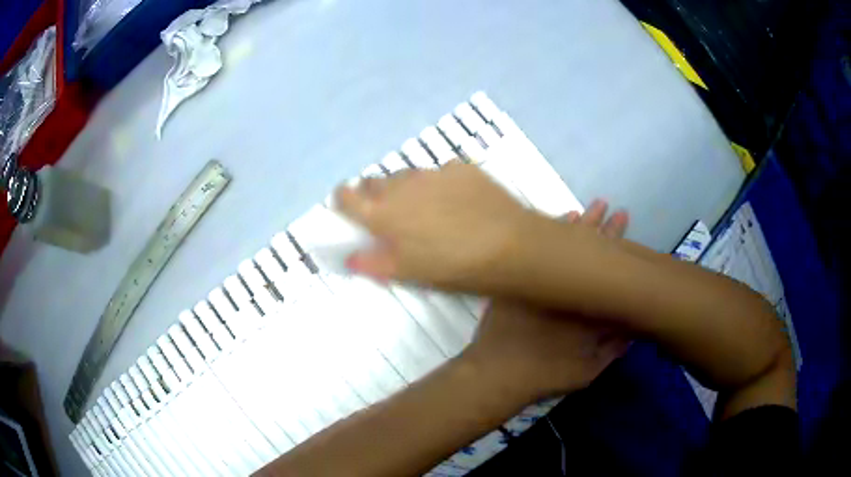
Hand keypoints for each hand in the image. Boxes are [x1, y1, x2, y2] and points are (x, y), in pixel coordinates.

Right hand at [335, 162, 530, 287]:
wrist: (509, 245)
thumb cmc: (453, 266)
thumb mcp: (408, 272)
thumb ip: (373, 263)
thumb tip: (348, 258)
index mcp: (384, 213)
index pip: (347, 197)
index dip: (343, 199)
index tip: (346, 205)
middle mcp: (403, 185)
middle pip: (375, 183)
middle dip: (374, 195)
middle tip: (390, 215)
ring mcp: (433, 173)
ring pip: (407, 176)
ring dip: (407, 189)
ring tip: (426, 209)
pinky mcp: (460, 168)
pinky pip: (439, 173)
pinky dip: (439, 185)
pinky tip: (457, 202)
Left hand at [462, 201, 630, 398]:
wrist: (498, 372)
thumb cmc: (545, 375)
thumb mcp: (586, 371)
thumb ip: (611, 350)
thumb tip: (631, 330)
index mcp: (589, 307)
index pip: (610, 272)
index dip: (622, 248)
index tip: (629, 228)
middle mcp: (568, 289)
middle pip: (591, 252)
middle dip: (606, 230)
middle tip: (616, 210)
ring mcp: (542, 281)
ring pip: (567, 243)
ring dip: (583, 223)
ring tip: (595, 206)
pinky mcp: (520, 280)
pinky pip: (539, 247)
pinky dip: (552, 232)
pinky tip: (561, 220)